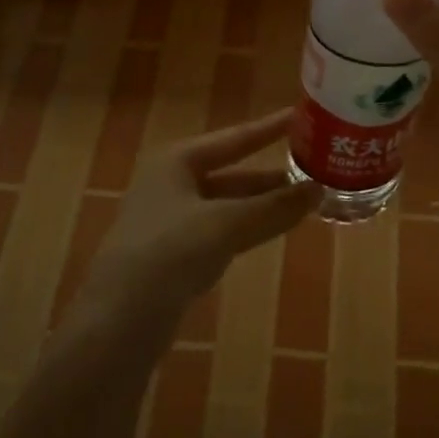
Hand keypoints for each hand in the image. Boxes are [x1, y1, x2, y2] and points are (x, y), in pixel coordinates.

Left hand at [77, 109, 320, 331]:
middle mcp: (172, 183)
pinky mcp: (175, 255)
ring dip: (264, 204)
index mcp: (177, 161)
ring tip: (307, 200)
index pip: (234, 138)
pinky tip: (274, 230)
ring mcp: (172, 220)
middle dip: (271, 175)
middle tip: (315, 168)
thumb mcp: (226, 224)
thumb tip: (319, 190)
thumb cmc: (169, 252)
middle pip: (232, 173)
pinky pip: (221, 231)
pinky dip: (249, 228)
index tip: (301, 115)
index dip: (269, 128)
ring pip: (229, 205)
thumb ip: (273, 207)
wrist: (120, 321)